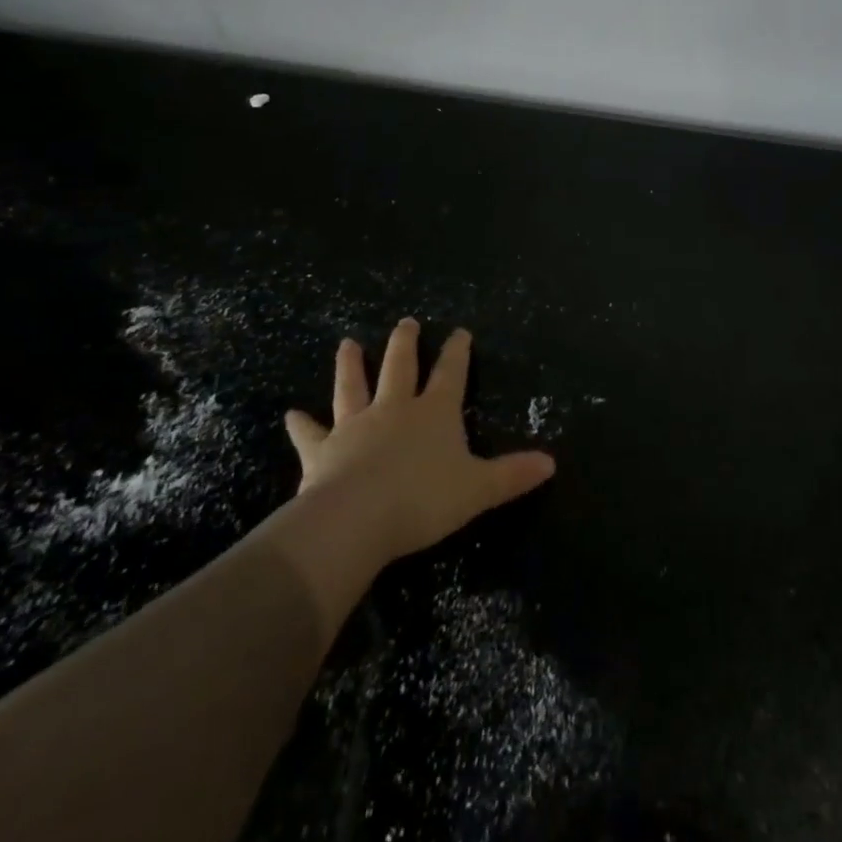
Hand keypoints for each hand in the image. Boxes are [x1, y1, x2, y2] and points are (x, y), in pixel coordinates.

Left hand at [278, 319, 555, 570]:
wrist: (356, 519)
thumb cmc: (423, 500)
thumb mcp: (478, 489)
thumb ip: (512, 474)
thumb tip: (551, 462)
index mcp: (434, 413)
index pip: (451, 374)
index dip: (458, 353)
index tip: (460, 331)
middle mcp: (395, 409)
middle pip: (400, 368)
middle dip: (405, 344)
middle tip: (406, 323)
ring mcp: (355, 426)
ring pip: (353, 387)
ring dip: (350, 365)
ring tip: (346, 343)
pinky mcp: (322, 451)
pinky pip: (310, 435)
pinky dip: (301, 425)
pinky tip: (290, 415)